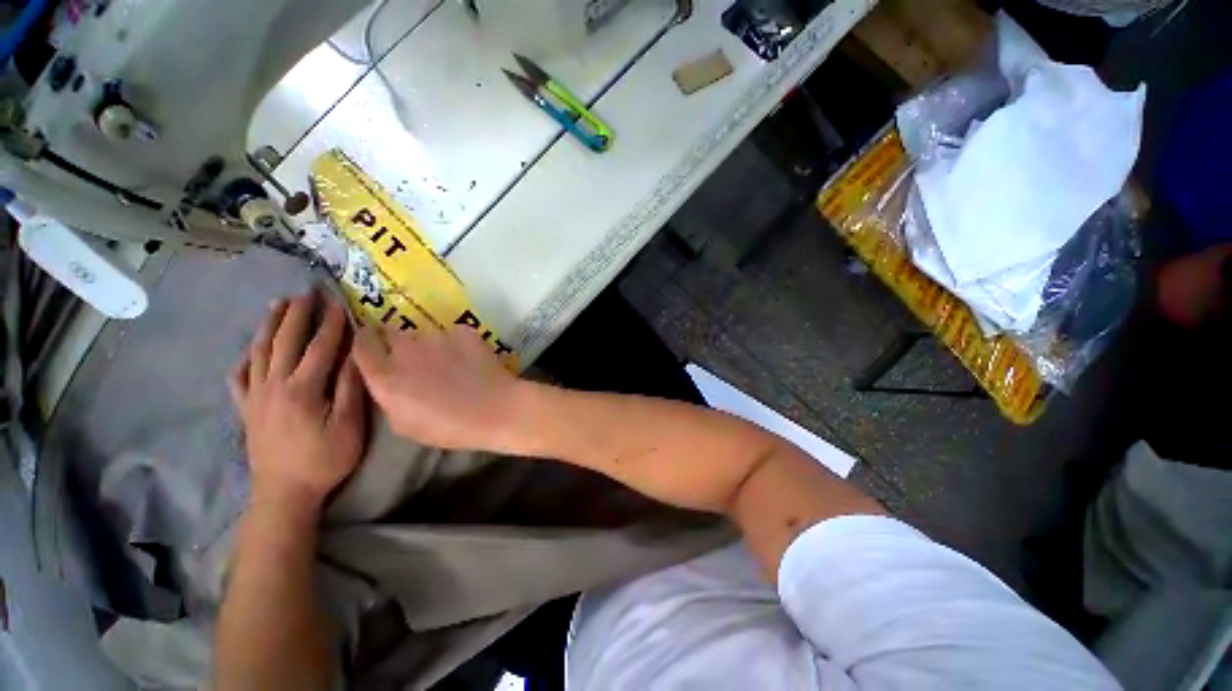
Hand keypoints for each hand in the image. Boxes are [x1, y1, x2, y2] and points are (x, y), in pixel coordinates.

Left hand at [229, 292, 367, 515]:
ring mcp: (255, 397)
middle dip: (297, 314)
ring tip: (277, 304)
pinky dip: (245, 358)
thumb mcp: (349, 425)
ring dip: (269, 325)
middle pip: (285, 341)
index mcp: (303, 389)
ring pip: (259, 352)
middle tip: (306, 291)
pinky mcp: (246, 409)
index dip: (331, 323)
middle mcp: (274, 385)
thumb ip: (350, 388)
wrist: (284, 492)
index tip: (338, 301)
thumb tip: (356, 355)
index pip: (320, 347)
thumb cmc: (325, 458)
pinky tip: (250, 350)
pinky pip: (239, 377)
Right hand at [352, 325, 521, 450]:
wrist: (497, 409)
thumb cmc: (450, 427)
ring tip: (450, 363)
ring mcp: (436, 336)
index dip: (366, 343)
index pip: (361, 343)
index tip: (375, 348)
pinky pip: (451, 333)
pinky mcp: (463, 331)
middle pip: (391, 333)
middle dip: (397, 343)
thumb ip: (388, 397)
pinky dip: (456, 343)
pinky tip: (469, 360)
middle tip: (415, 360)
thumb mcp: (404, 425)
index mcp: (386, 376)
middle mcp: (406, 349)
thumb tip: (388, 381)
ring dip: (429, 345)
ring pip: (424, 333)